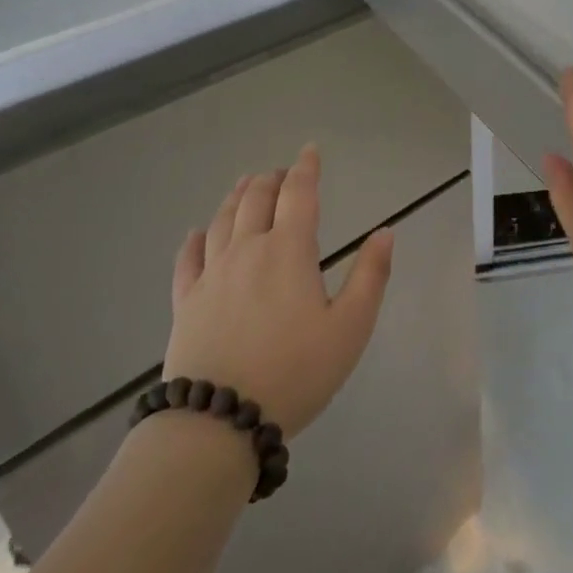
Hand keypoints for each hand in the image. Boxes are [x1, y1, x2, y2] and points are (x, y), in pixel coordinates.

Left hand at [164, 145, 392, 437]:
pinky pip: (188, 259)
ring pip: (222, 221)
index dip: (306, 168)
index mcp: (289, 251)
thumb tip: (386, 232)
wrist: (219, 421)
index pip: (299, 194)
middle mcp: (247, 250)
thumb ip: (370, 276)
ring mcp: (212, 275)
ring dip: (237, 197)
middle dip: (271, 180)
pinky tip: (197, 233)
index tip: (310, 151)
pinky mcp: (186, 302)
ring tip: (245, 185)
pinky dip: (195, 239)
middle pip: (256, 200)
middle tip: (281, 173)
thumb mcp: (350, 328)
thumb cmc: (295, 372)